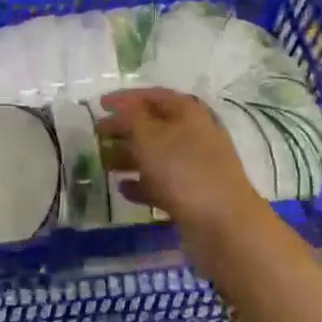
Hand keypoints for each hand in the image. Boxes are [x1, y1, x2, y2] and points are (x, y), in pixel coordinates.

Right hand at [99, 87, 272, 268]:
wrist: (224, 225)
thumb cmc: (184, 170)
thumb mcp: (149, 136)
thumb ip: (129, 118)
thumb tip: (119, 110)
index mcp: (188, 112)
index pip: (152, 95)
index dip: (125, 98)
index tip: (99, 105)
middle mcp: (194, 134)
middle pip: (153, 125)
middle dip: (124, 129)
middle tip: (97, 136)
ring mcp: (195, 166)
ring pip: (156, 155)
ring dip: (129, 157)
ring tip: (104, 163)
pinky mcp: (192, 195)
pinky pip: (161, 183)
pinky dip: (141, 184)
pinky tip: (122, 190)